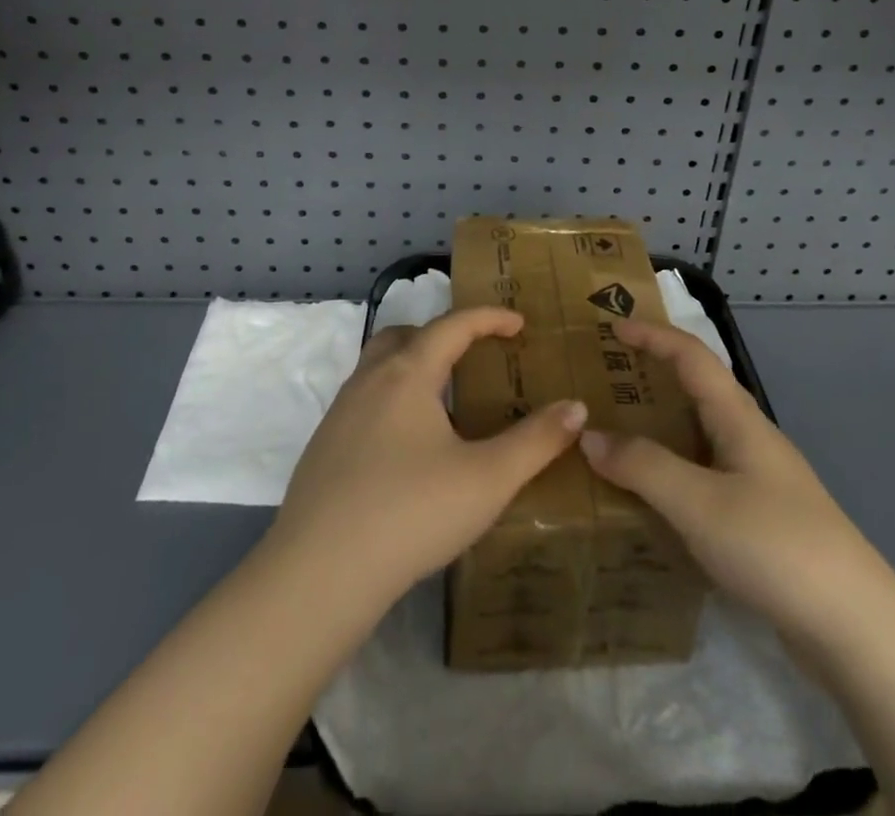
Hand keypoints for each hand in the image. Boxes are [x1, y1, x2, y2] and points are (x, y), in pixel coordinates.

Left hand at [268, 307, 588, 611]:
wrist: (318, 575)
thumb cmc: (411, 513)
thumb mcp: (488, 480)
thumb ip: (536, 441)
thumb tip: (576, 408)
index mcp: (407, 374)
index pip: (452, 325)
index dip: (489, 318)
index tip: (519, 324)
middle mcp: (369, 381)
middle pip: (405, 335)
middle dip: (442, 335)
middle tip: (474, 357)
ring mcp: (339, 414)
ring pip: (378, 368)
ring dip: (413, 367)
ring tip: (444, 403)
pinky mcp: (322, 448)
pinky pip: (363, 402)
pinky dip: (392, 401)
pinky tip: (408, 449)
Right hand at [579, 318, 869, 629]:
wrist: (856, 627)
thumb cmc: (774, 545)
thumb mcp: (698, 502)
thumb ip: (642, 465)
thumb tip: (589, 435)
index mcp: (738, 418)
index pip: (691, 356)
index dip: (653, 336)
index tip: (612, 328)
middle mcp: (749, 438)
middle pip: (697, 389)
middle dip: (653, 376)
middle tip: (606, 380)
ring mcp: (759, 479)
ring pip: (700, 435)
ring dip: (660, 426)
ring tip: (616, 433)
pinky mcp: (761, 518)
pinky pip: (705, 474)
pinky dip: (672, 469)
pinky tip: (651, 496)